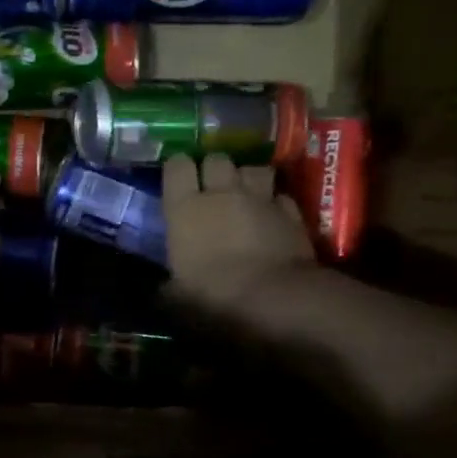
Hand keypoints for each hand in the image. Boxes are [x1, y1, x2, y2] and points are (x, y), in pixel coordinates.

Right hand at [163, 153, 316, 316]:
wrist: (272, 299)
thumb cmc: (213, 296)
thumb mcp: (178, 295)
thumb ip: (170, 283)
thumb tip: (165, 288)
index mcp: (185, 208)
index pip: (176, 166)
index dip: (177, 169)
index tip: (178, 181)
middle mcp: (222, 193)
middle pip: (217, 159)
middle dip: (214, 168)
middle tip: (213, 187)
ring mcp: (260, 199)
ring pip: (253, 168)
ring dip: (248, 178)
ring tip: (246, 193)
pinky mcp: (291, 212)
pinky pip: (280, 196)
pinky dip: (276, 202)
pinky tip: (273, 215)